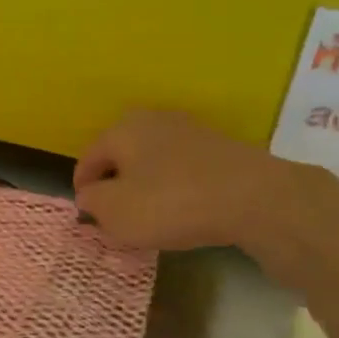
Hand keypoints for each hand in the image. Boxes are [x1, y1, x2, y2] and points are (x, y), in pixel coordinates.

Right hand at [74, 109, 301, 251]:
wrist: (256, 198)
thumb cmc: (171, 203)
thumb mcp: (116, 212)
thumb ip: (92, 203)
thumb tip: (89, 196)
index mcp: (121, 129)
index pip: (88, 160)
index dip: (83, 191)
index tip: (88, 217)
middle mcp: (152, 120)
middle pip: (121, 157)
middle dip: (115, 185)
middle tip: (117, 216)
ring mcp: (190, 130)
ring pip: (152, 161)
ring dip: (146, 185)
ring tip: (150, 216)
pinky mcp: (219, 146)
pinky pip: (182, 168)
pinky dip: (175, 187)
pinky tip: (183, 209)